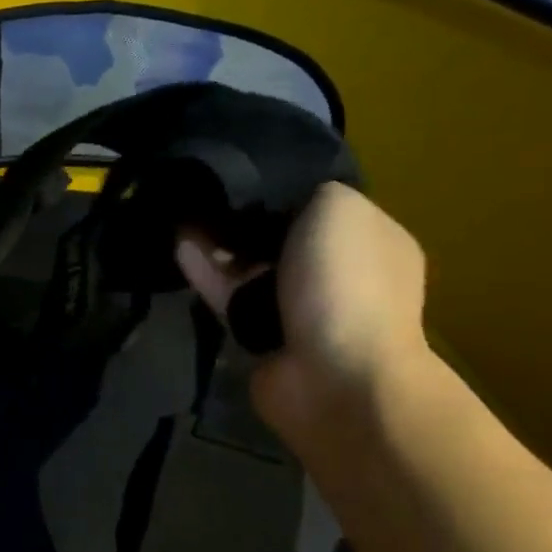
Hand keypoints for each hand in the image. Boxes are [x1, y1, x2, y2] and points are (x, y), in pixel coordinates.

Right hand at [173, 182, 432, 435]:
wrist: (334, 376)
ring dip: (220, 247)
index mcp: (371, 240)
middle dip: (246, 221)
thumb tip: (277, 197)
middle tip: (206, 198)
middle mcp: (340, 274)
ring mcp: (301, 309)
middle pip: (283, 237)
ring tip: (182, 220)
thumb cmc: (344, 282)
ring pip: (252, 268)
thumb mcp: (338, 207)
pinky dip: (207, 274)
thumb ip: (310, 191)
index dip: (285, 189)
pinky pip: (230, 296)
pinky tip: (180, 249)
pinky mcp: (262, 336)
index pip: (323, 205)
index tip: (245, 175)